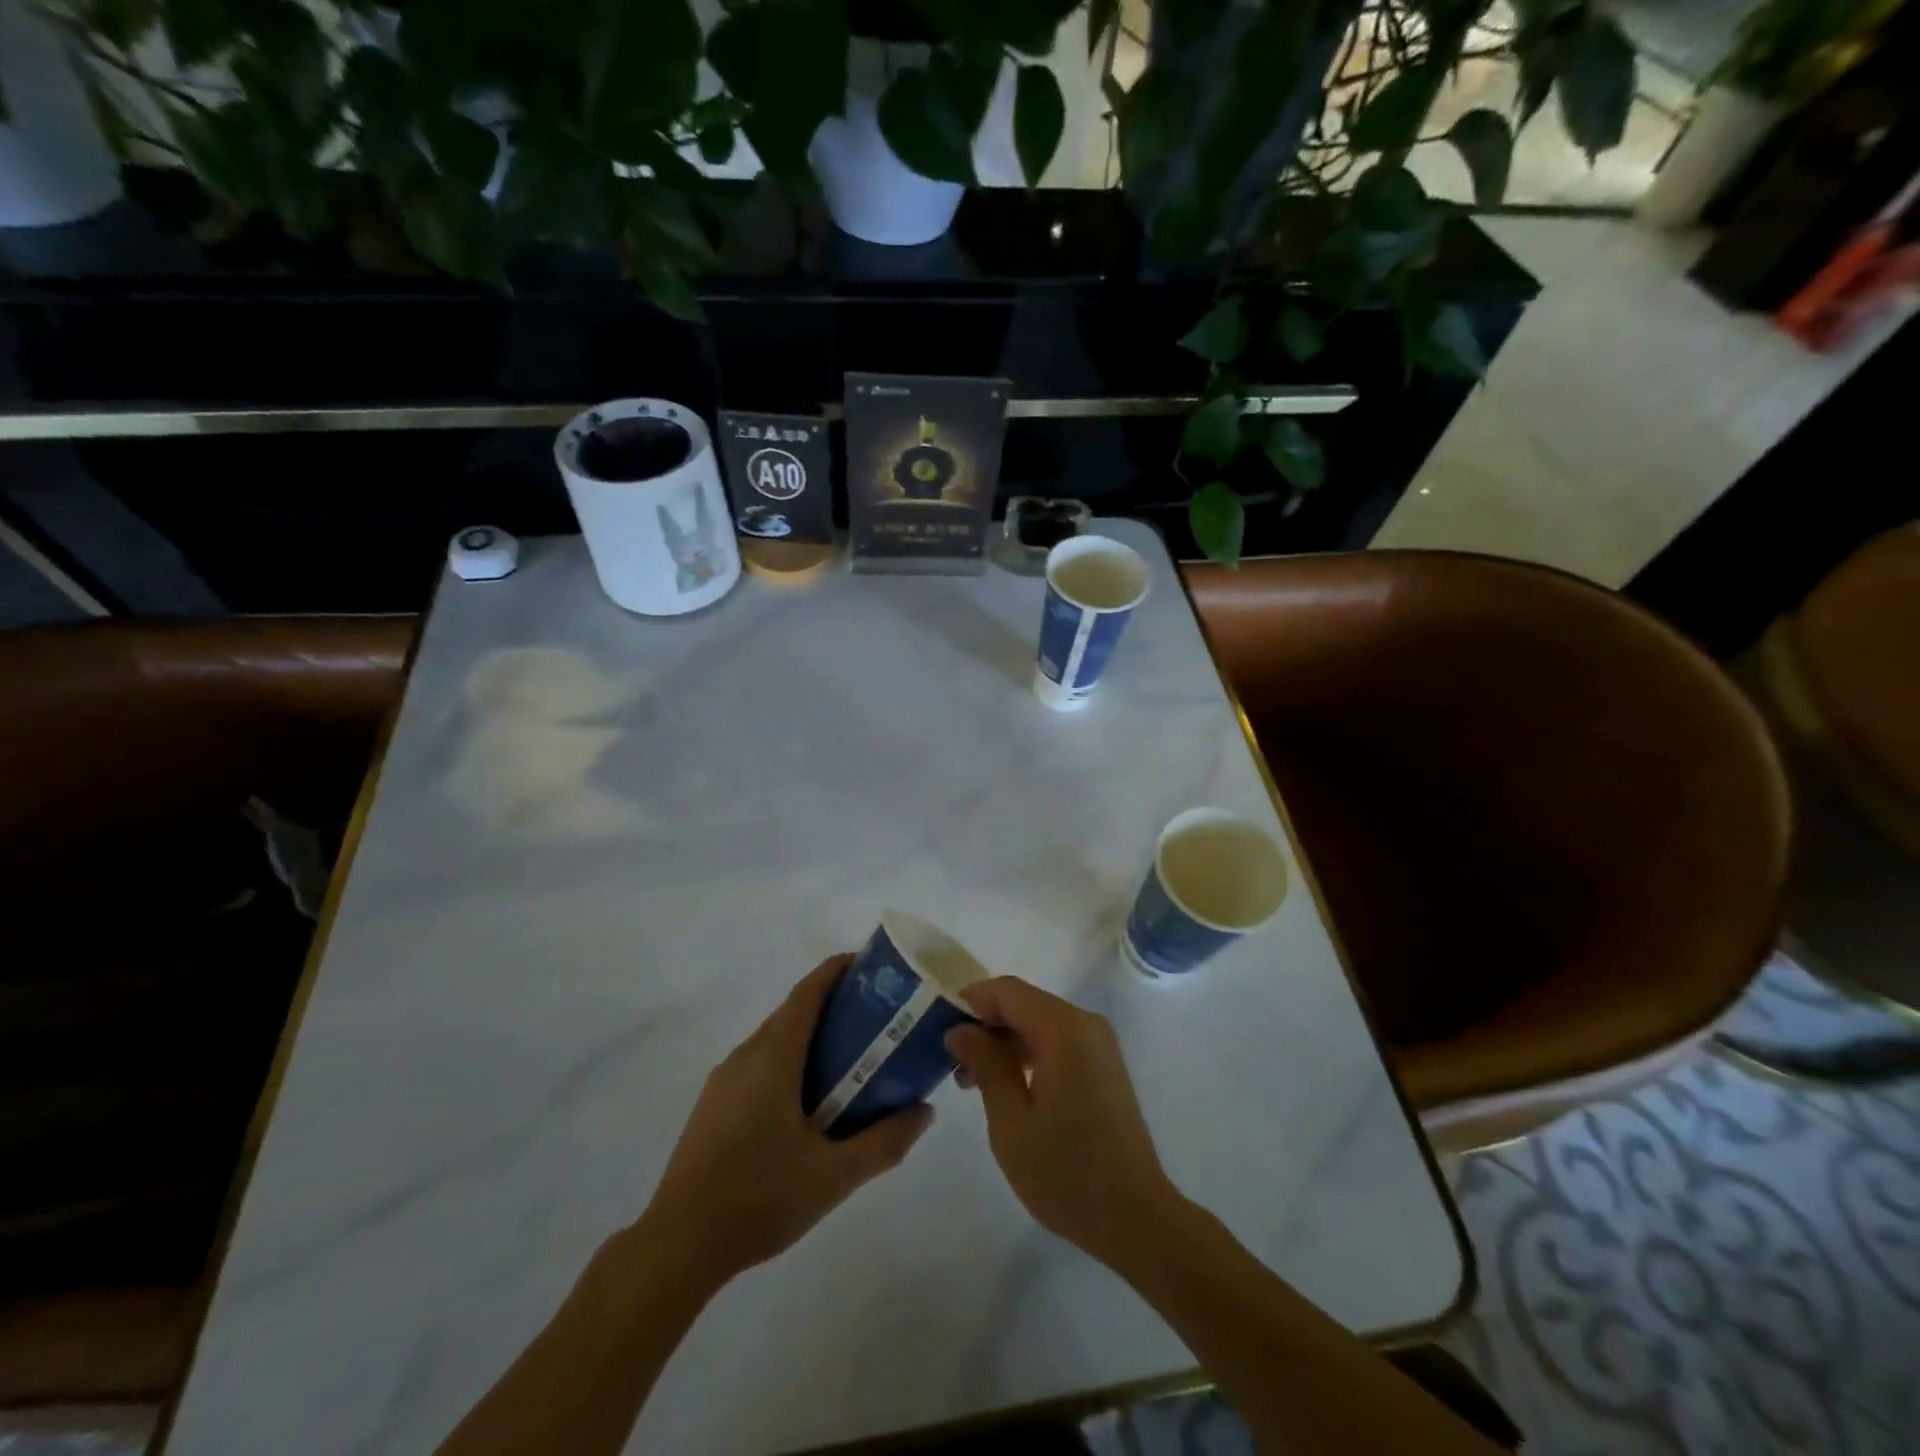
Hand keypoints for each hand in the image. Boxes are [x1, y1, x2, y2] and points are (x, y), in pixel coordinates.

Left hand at [640, 955, 932, 1287]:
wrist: (678, 1245)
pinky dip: (788, 1059)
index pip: (807, 993)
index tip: (871, 966)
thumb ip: (884, 1142)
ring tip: (848, 1057)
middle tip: (875, 1018)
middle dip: (832, 1003)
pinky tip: (807, 1100)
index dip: (837, 970)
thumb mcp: (834, 1177)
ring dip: (810, 1034)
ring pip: (774, 1038)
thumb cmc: (759, 1199)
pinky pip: (758, 1063)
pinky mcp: (713, 1105)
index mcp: (773, 1058)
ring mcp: (723, 1081)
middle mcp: (745, 1056)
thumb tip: (924, 1110)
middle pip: (792, 1011)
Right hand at [945, 978, 1178, 1266]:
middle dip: (985, 1025)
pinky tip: (1006, 1087)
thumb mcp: (1011, 1122)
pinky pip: (1056, 1041)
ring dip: (1004, 1042)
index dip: (970, 1001)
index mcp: (1064, 1030)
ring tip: (970, 1081)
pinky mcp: (1102, 1064)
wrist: (1136, 1218)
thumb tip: (959, 1029)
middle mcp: (1085, 1024)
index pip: (1007, 991)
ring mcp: (1098, 1044)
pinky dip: (1027, 1053)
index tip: (938, 1028)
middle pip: (1023, 1003)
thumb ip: (985, 1065)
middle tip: (951, 1062)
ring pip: (1038, 1022)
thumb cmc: (1067, 1173)